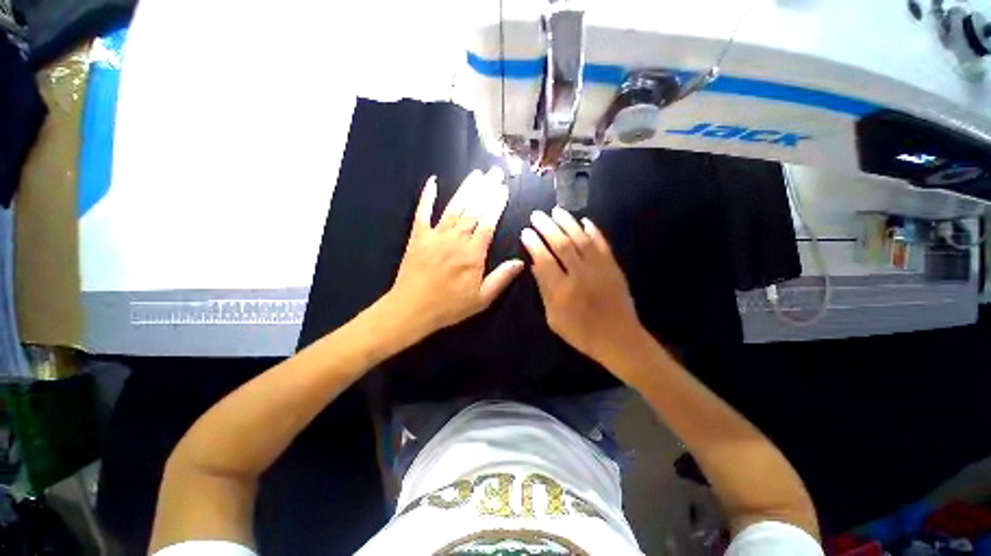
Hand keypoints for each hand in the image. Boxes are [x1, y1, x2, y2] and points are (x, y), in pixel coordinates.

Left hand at [386, 168, 523, 338]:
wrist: (412, 309)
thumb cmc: (449, 306)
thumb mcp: (482, 299)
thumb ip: (501, 278)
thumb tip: (521, 261)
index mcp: (473, 254)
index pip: (487, 223)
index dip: (496, 205)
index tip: (503, 189)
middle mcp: (455, 239)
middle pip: (473, 210)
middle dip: (485, 190)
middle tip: (494, 173)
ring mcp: (435, 235)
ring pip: (453, 207)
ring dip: (466, 189)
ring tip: (476, 174)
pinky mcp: (418, 236)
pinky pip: (422, 212)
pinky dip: (427, 196)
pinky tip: (432, 182)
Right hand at [521, 207, 642, 366]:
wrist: (618, 338)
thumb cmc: (581, 332)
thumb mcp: (554, 318)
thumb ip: (544, 290)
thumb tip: (534, 265)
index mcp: (562, 290)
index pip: (544, 259)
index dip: (534, 244)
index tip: (526, 232)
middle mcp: (580, 274)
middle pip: (561, 244)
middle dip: (547, 227)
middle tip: (537, 215)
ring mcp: (599, 268)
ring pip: (581, 239)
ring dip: (568, 223)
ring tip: (556, 210)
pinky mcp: (613, 267)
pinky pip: (603, 244)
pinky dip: (594, 231)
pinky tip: (585, 221)